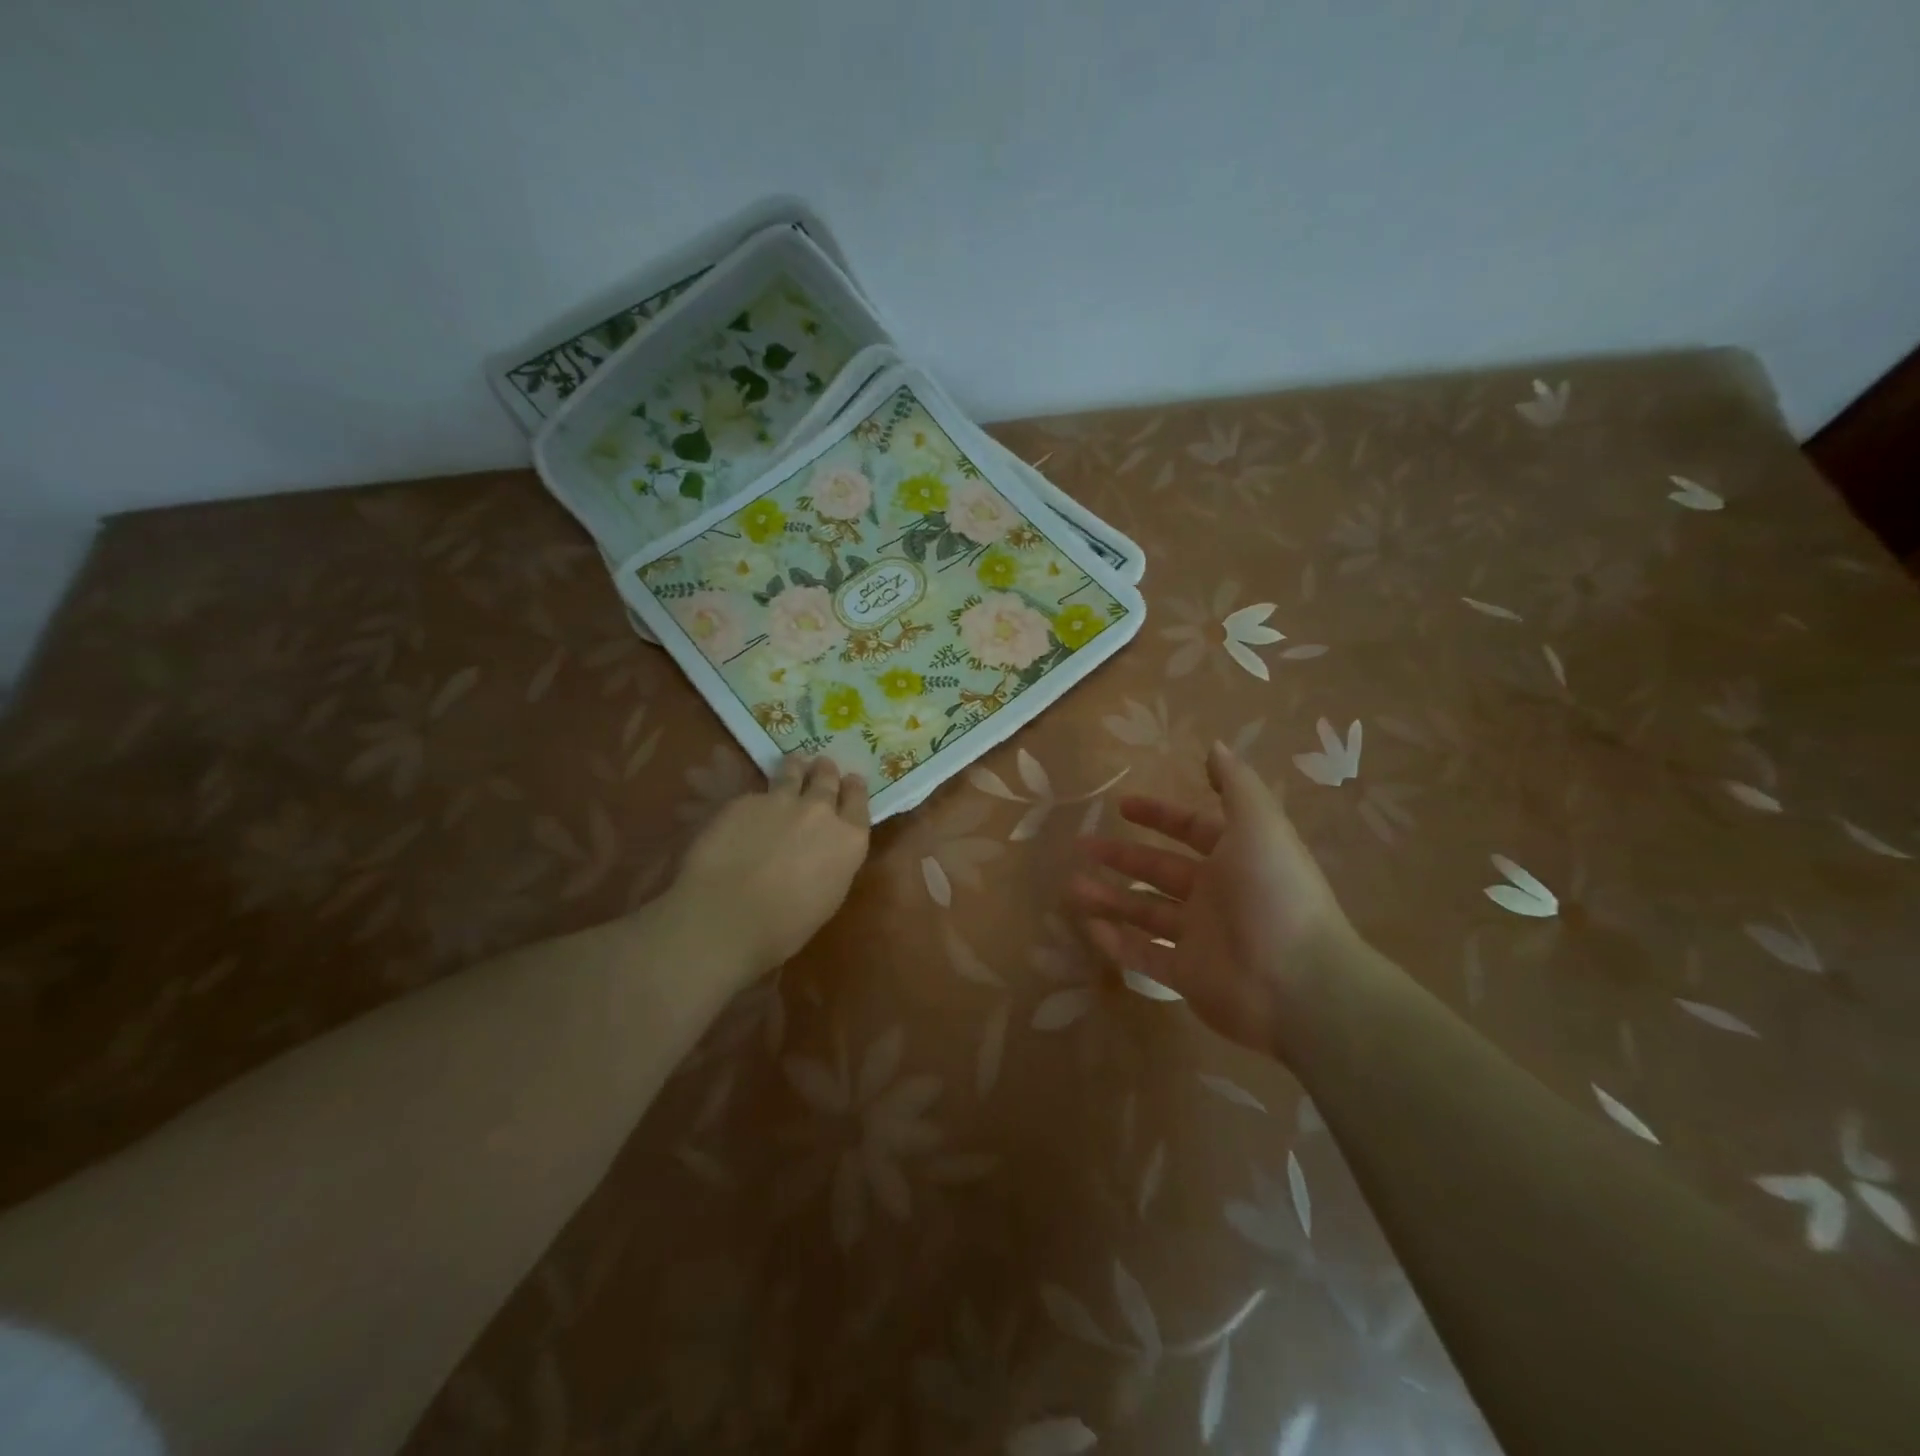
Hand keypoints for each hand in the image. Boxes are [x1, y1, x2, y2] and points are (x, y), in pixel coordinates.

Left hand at [672, 755, 870, 975]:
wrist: (727, 916)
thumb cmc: (785, 926)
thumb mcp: (828, 896)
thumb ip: (833, 862)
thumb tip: (823, 850)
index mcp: (848, 840)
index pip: (858, 801)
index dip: (854, 788)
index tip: (851, 782)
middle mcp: (820, 811)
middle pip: (827, 780)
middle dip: (826, 772)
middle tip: (823, 766)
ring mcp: (781, 801)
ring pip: (793, 772)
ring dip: (797, 767)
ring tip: (795, 762)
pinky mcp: (745, 800)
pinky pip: (758, 793)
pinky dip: (760, 797)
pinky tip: (752, 805)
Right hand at [1073, 741, 1355, 1053]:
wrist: (1301, 985)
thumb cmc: (1275, 894)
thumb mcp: (1260, 825)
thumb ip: (1235, 785)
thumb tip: (1215, 747)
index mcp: (1236, 857)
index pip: (1191, 830)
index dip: (1159, 815)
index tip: (1121, 805)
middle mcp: (1217, 895)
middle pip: (1160, 870)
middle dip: (1121, 855)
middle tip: (1081, 845)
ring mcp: (1201, 938)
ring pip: (1145, 913)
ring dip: (1110, 899)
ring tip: (1072, 889)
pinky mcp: (1188, 977)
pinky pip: (1144, 956)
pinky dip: (1117, 943)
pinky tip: (1088, 927)